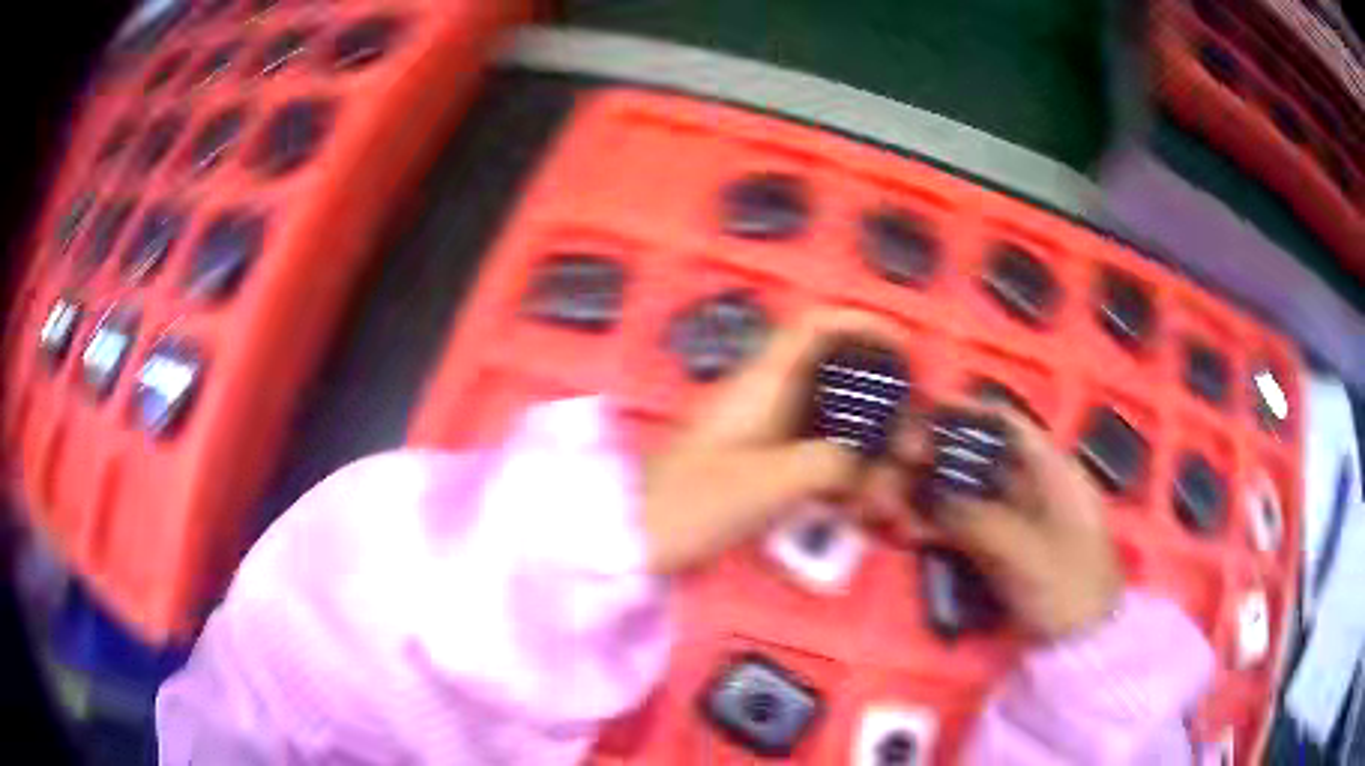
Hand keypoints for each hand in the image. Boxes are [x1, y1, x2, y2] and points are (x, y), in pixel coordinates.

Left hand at [641, 309, 896, 573]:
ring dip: (863, 455)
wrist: (634, 536)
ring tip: (885, 497)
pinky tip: (855, 511)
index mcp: (762, 384)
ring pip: (829, 426)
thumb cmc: (693, 503)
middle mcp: (765, 399)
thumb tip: (865, 464)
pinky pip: (812, 458)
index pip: (814, 327)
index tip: (902, 349)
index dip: (861, 325)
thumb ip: (827, 464)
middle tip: (910, 449)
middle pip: (836, 381)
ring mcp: (761, 433)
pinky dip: (840, 478)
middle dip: (880, 411)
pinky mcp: (757, 465)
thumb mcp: (768, 483)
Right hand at [904, 407, 1122, 640]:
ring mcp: (1015, 517)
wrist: (1082, 641)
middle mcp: (1031, 485)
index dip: (965, 412)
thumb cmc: (1069, 587)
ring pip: (965, 491)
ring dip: (929, 494)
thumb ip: (979, 522)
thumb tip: (928, 498)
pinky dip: (937, 525)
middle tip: (895, 466)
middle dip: (935, 458)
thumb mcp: (1028, 553)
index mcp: (1052, 470)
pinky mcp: (1001, 546)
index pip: (1007, 423)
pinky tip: (909, 530)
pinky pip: (963, 524)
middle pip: (978, 456)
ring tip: (891, 503)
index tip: (921, 415)